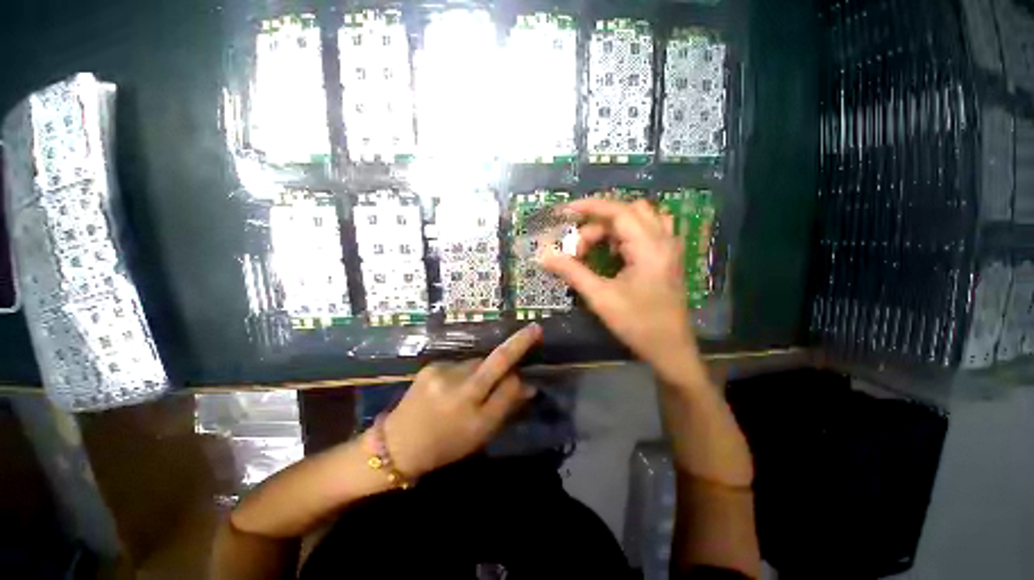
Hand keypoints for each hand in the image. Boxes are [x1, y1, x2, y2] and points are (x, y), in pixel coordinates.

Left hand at [383, 324, 542, 478]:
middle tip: (504, 381)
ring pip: (474, 363)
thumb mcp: (482, 433)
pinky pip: (457, 365)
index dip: (520, 346)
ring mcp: (441, 373)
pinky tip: (451, 391)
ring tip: (470, 394)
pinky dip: (461, 375)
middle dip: (501, 368)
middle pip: (491, 363)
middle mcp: (458, 384)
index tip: (535, 329)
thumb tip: (528, 385)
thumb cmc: (448, 445)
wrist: (401, 444)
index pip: (504, 369)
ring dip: (480, 373)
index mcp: (475, 406)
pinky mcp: (428, 368)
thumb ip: (506, 406)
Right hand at [540, 199, 700, 381]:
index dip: (590, 207)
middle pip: (629, 211)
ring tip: (599, 247)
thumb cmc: (638, 325)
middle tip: (580, 248)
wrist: (671, 349)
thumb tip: (543, 255)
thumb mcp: (602, 299)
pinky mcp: (672, 257)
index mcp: (649, 246)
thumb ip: (573, 272)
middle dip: (600, 222)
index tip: (565, 211)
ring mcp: (671, 247)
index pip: (618, 211)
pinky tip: (618, 253)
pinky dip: (631, 232)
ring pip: (643, 217)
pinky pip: (652, 229)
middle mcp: (664, 239)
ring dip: (618, 225)